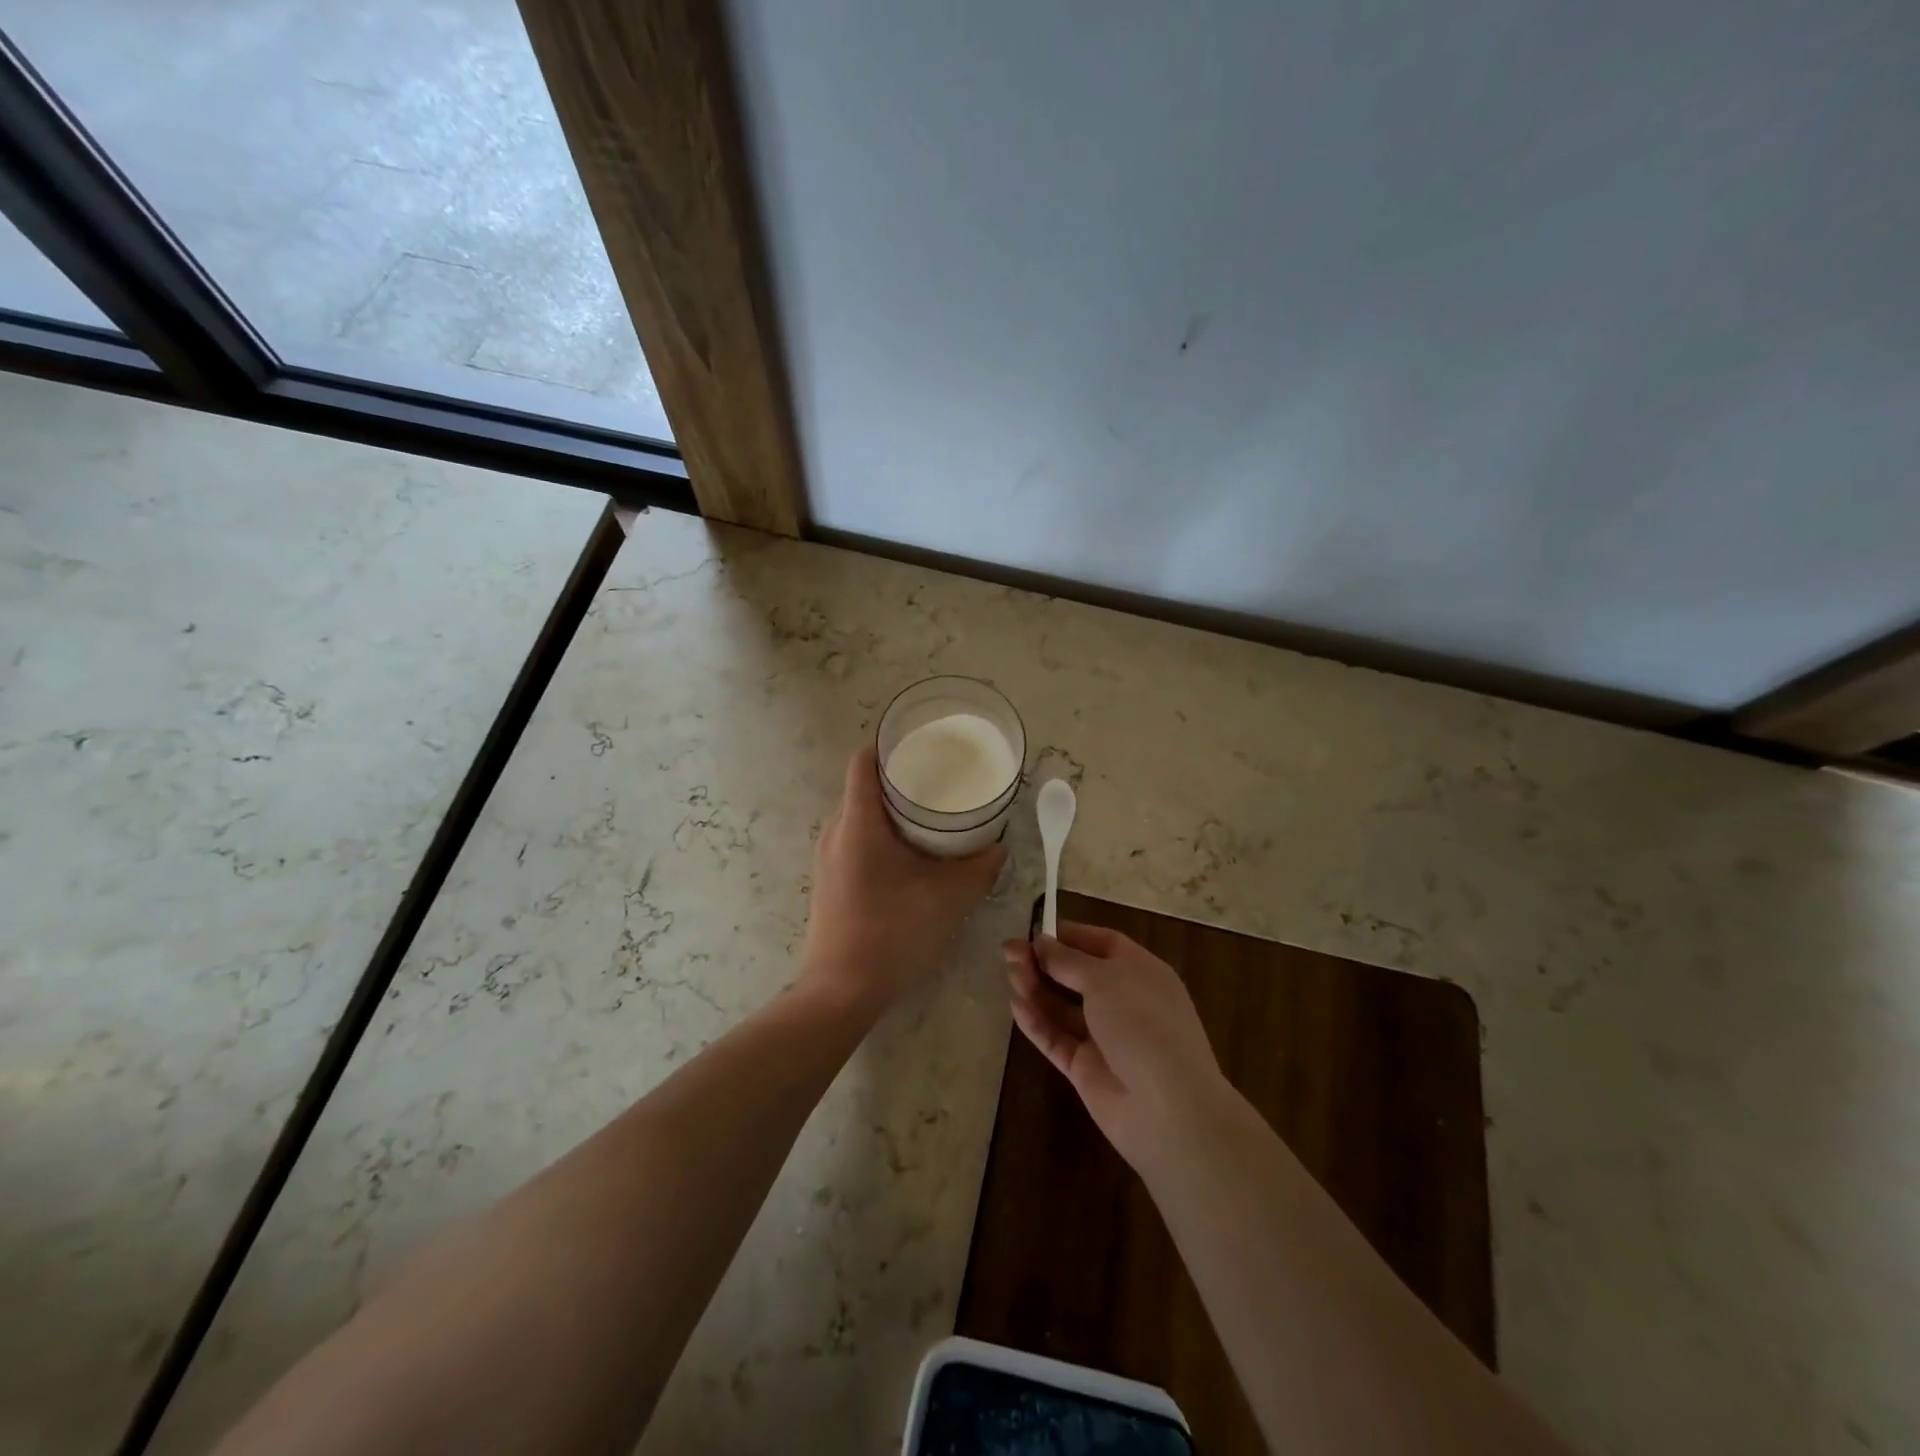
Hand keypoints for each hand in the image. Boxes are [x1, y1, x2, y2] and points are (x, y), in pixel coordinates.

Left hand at [800, 744, 1005, 1012]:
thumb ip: (979, 868)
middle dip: (900, 777)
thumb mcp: (947, 898)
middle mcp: (835, 831)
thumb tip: (999, 847)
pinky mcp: (830, 881)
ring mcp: (828, 858)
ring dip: (892, 810)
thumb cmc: (892, 933)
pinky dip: (882, 835)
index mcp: (858, 822)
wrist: (840, 991)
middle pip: (864, 786)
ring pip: (860, 815)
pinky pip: (855, 840)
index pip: (864, 760)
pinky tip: (910, 854)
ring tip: (931, 814)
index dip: (891, 743)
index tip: (924, 743)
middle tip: (941, 778)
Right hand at [1004, 923, 1232, 1169]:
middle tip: (1008, 951)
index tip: (1035, 930)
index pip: (1102, 944)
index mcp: (1140, 972)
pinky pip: (1056, 1038)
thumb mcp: (1104, 979)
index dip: (1070, 935)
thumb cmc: (1143, 1024)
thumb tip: (1042, 941)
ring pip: (1063, 1006)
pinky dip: (1037, 1022)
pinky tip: (1016, 1006)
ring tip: (1010, 974)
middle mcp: (1123, 1000)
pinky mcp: (1085, 1067)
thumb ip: (1067, 960)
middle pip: (1077, 974)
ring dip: (1036, 988)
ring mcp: (1104, 1036)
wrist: (1168, 1108)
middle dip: (1044, 961)